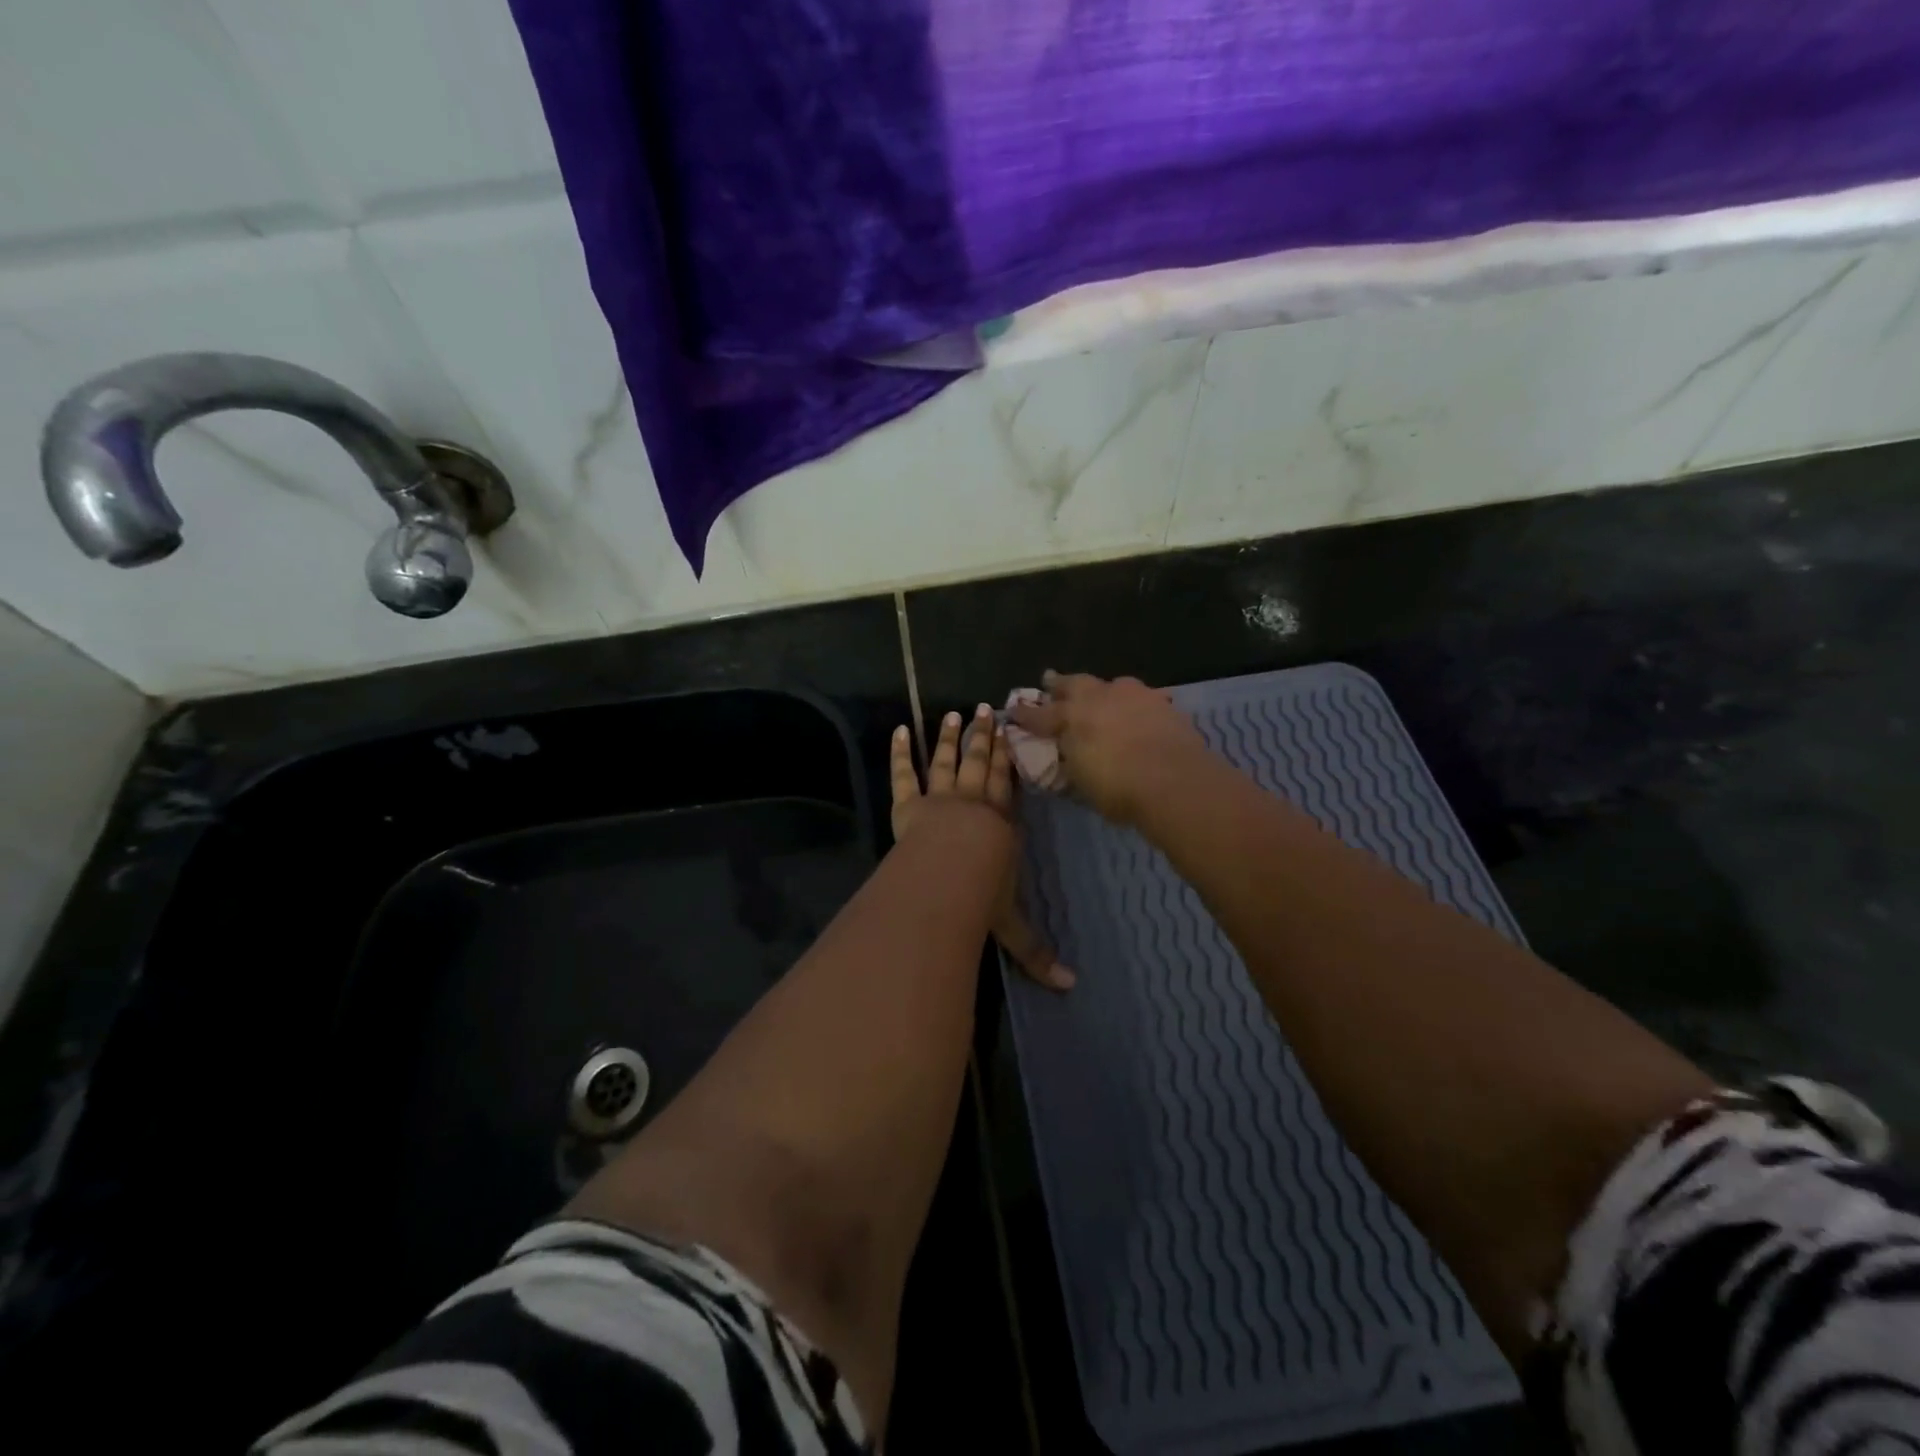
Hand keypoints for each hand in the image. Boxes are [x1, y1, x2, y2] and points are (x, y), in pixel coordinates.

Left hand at [890, 706, 1075, 991]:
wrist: (948, 878)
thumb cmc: (981, 897)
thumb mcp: (1011, 927)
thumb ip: (1037, 953)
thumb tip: (1072, 988)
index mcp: (1000, 825)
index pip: (1007, 787)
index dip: (1009, 760)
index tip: (1012, 734)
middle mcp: (972, 805)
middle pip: (979, 765)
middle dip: (985, 737)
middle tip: (988, 709)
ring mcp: (939, 800)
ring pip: (946, 762)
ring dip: (950, 737)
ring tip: (954, 713)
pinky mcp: (908, 805)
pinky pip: (903, 774)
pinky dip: (899, 752)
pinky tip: (898, 730)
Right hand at [1008, 670, 1206, 825]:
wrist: (1175, 780)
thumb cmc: (1118, 788)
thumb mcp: (1082, 783)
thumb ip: (1071, 764)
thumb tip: (1066, 757)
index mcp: (1071, 717)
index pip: (1039, 714)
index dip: (1025, 714)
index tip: (1013, 711)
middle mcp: (1098, 697)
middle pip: (1074, 684)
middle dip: (1059, 684)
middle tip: (1050, 681)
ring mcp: (1133, 695)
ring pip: (1111, 684)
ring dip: (1101, 690)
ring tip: (1100, 695)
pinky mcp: (1162, 702)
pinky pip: (1141, 697)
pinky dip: (1134, 703)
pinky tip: (1137, 710)